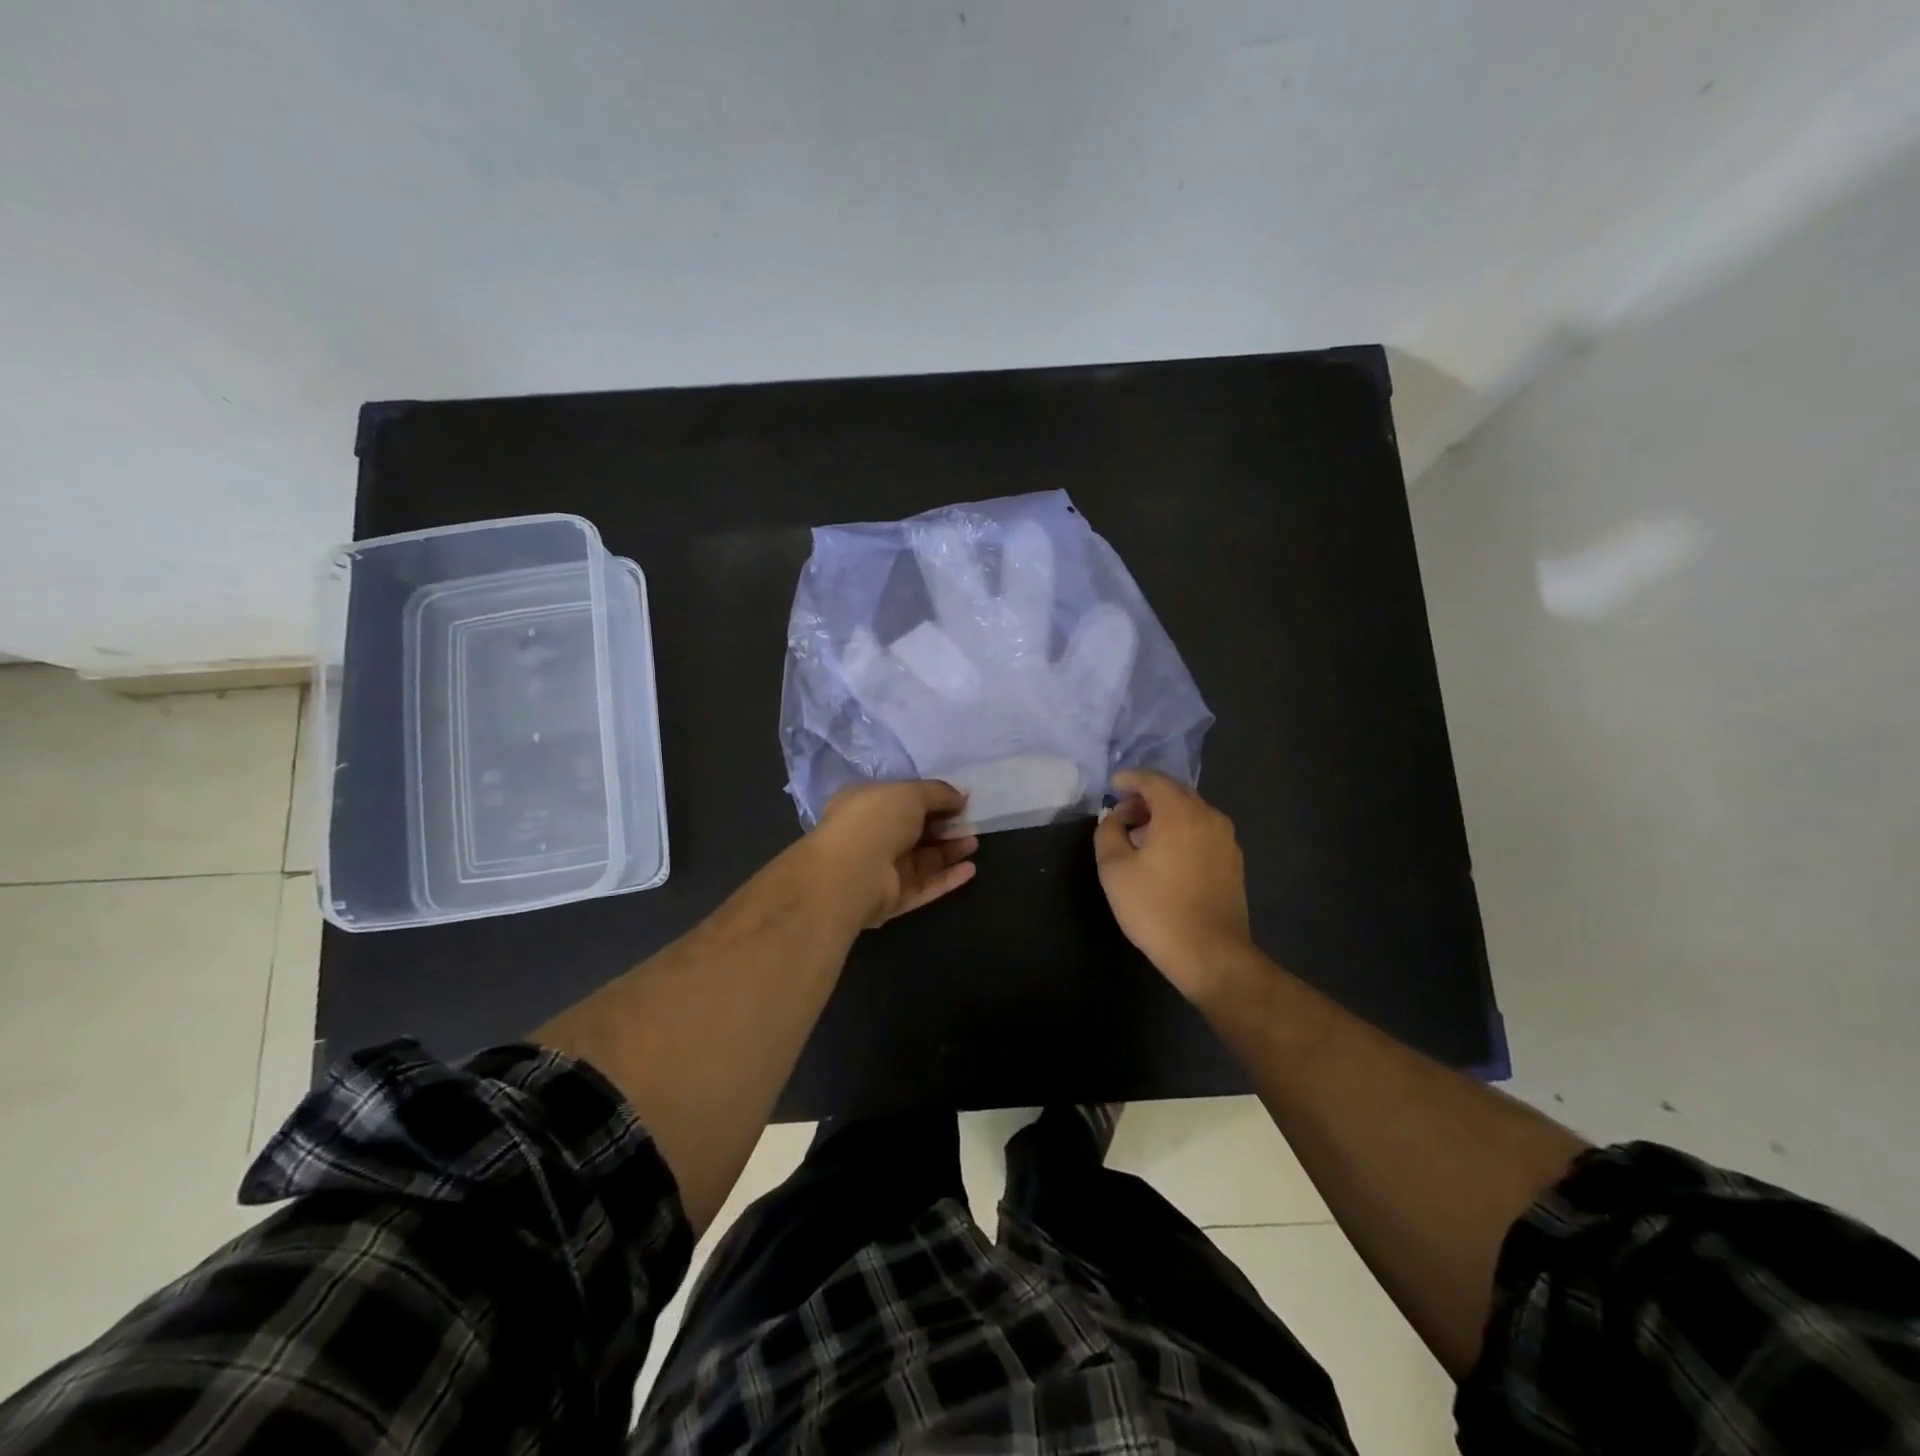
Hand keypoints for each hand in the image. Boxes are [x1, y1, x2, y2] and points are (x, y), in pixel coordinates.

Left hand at [809, 780, 979, 927]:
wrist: (851, 873)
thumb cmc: (875, 820)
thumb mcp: (910, 793)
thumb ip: (938, 792)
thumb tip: (961, 795)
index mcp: (865, 805)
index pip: (901, 800)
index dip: (930, 800)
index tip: (958, 800)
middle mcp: (871, 836)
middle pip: (914, 832)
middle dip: (943, 827)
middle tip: (970, 823)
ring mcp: (881, 870)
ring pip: (921, 860)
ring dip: (949, 851)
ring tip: (974, 843)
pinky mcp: (892, 899)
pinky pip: (924, 886)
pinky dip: (947, 878)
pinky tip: (970, 869)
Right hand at [1094, 769, 1251, 997]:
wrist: (1211, 953)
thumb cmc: (1156, 908)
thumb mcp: (1114, 870)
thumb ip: (1108, 833)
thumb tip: (1112, 818)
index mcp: (1179, 812)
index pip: (1153, 780)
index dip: (1130, 779)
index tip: (1112, 785)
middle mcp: (1208, 816)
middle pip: (1174, 793)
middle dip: (1146, 797)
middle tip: (1121, 814)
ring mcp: (1226, 839)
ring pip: (1190, 812)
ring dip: (1164, 815)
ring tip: (1140, 837)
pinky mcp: (1233, 861)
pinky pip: (1202, 831)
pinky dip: (1181, 831)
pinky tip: (1165, 856)